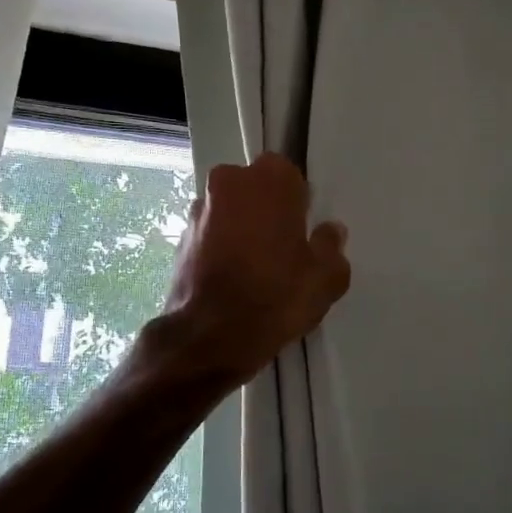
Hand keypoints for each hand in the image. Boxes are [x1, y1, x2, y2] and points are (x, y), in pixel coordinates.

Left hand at [157, 153, 350, 384]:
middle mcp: (228, 182)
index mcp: (269, 179)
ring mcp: (198, 209)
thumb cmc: (275, 296)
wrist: (209, 336)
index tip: (302, 232)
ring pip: (230, 211)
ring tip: (255, 269)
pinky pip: (210, 234)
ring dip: (241, 228)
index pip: (289, 175)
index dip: (297, 203)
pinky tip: (233, 280)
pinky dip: (220, 248)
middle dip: (266, 210)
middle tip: (282, 249)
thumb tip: (329, 233)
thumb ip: (332, 248)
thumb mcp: (326, 278)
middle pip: (254, 189)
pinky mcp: (179, 238)